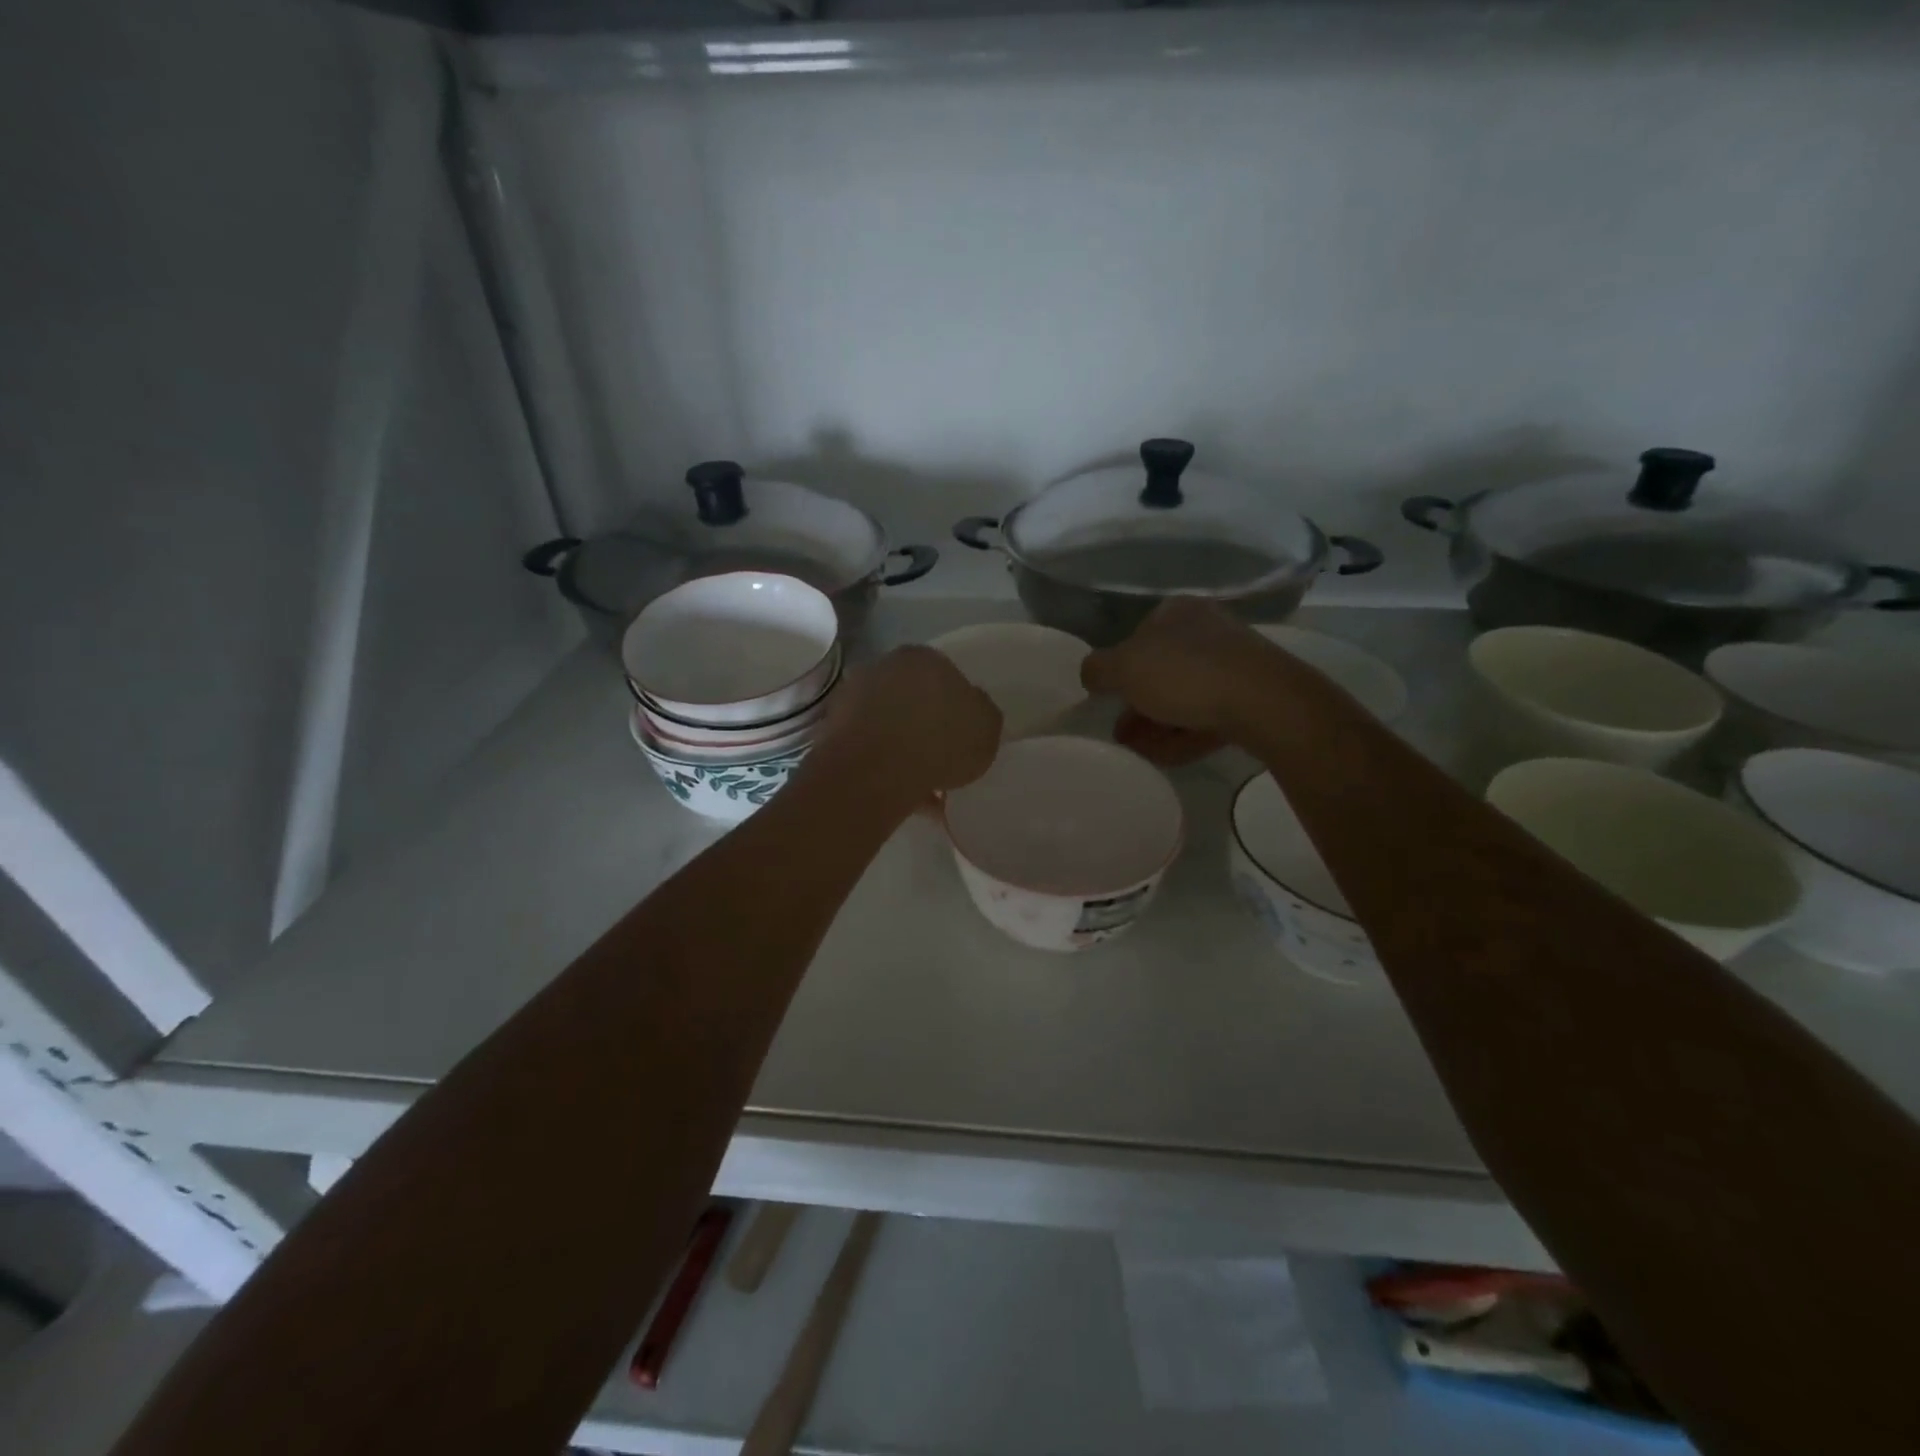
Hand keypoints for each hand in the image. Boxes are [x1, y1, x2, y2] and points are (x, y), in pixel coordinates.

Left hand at [813, 646, 1002, 799]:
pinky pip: (871, 750)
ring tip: (926, 789)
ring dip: (906, 751)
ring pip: (890, 726)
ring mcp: (854, 697)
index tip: (963, 737)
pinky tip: (905, 798)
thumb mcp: (987, 727)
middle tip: (943, 760)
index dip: (958, 708)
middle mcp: (885, 667)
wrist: (875, 769)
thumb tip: (974, 708)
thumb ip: (983, 713)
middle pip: (914, 698)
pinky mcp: (833, 731)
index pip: (947, 676)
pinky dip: (886, 769)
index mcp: (924, 657)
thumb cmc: (941, 739)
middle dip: (927, 727)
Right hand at [1082, 599, 1278, 762]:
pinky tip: (1168, 757)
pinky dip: (1185, 734)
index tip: (1108, 701)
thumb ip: (1097, 669)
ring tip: (1140, 753)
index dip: (1119, 671)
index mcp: (1175, 612)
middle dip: (1138, 706)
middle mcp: (1205, 630)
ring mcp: (1233, 663)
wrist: (1265, 702)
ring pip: (1184, 697)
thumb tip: (1091, 674)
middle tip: (1121, 735)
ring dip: (1157, 725)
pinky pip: (1208, 715)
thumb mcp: (1124, 669)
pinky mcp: (1252, 695)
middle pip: (1160, 671)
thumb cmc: (1185, 675)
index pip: (1135, 638)